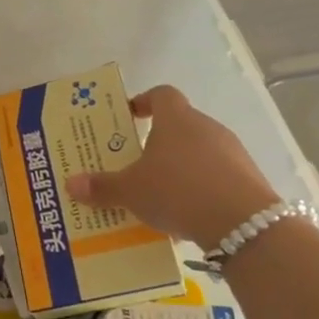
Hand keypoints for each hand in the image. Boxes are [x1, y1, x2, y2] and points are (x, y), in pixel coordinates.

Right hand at [65, 86, 280, 246]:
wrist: (243, 224)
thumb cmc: (178, 190)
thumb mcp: (131, 191)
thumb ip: (101, 187)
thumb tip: (71, 184)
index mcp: (176, 119)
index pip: (161, 94)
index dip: (144, 102)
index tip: (130, 117)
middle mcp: (206, 127)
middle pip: (180, 125)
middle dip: (158, 142)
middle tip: (136, 163)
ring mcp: (232, 152)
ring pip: (199, 152)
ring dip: (180, 167)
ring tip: (159, 193)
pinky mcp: (248, 179)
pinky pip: (217, 176)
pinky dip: (201, 188)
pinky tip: (187, 213)